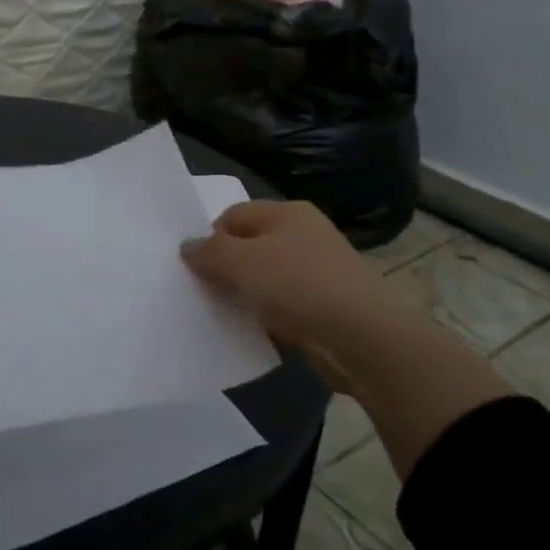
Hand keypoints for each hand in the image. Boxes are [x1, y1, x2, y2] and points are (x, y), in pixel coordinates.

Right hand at [181, 201, 395, 390]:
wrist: (362, 337)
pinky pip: (283, 305)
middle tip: (205, 292)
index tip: (197, 269)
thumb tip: (187, 246)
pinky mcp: (325, 305)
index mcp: (287, 212)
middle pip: (249, 245)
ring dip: (245, 295)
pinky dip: (266, 316)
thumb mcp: (241, 261)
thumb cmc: (298, 285)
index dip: (210, 238)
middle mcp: (304, 234)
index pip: (233, 215)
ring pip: (265, 278)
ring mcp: (318, 271)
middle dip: (225, 268)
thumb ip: (209, 251)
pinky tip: (255, 331)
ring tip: (226, 314)